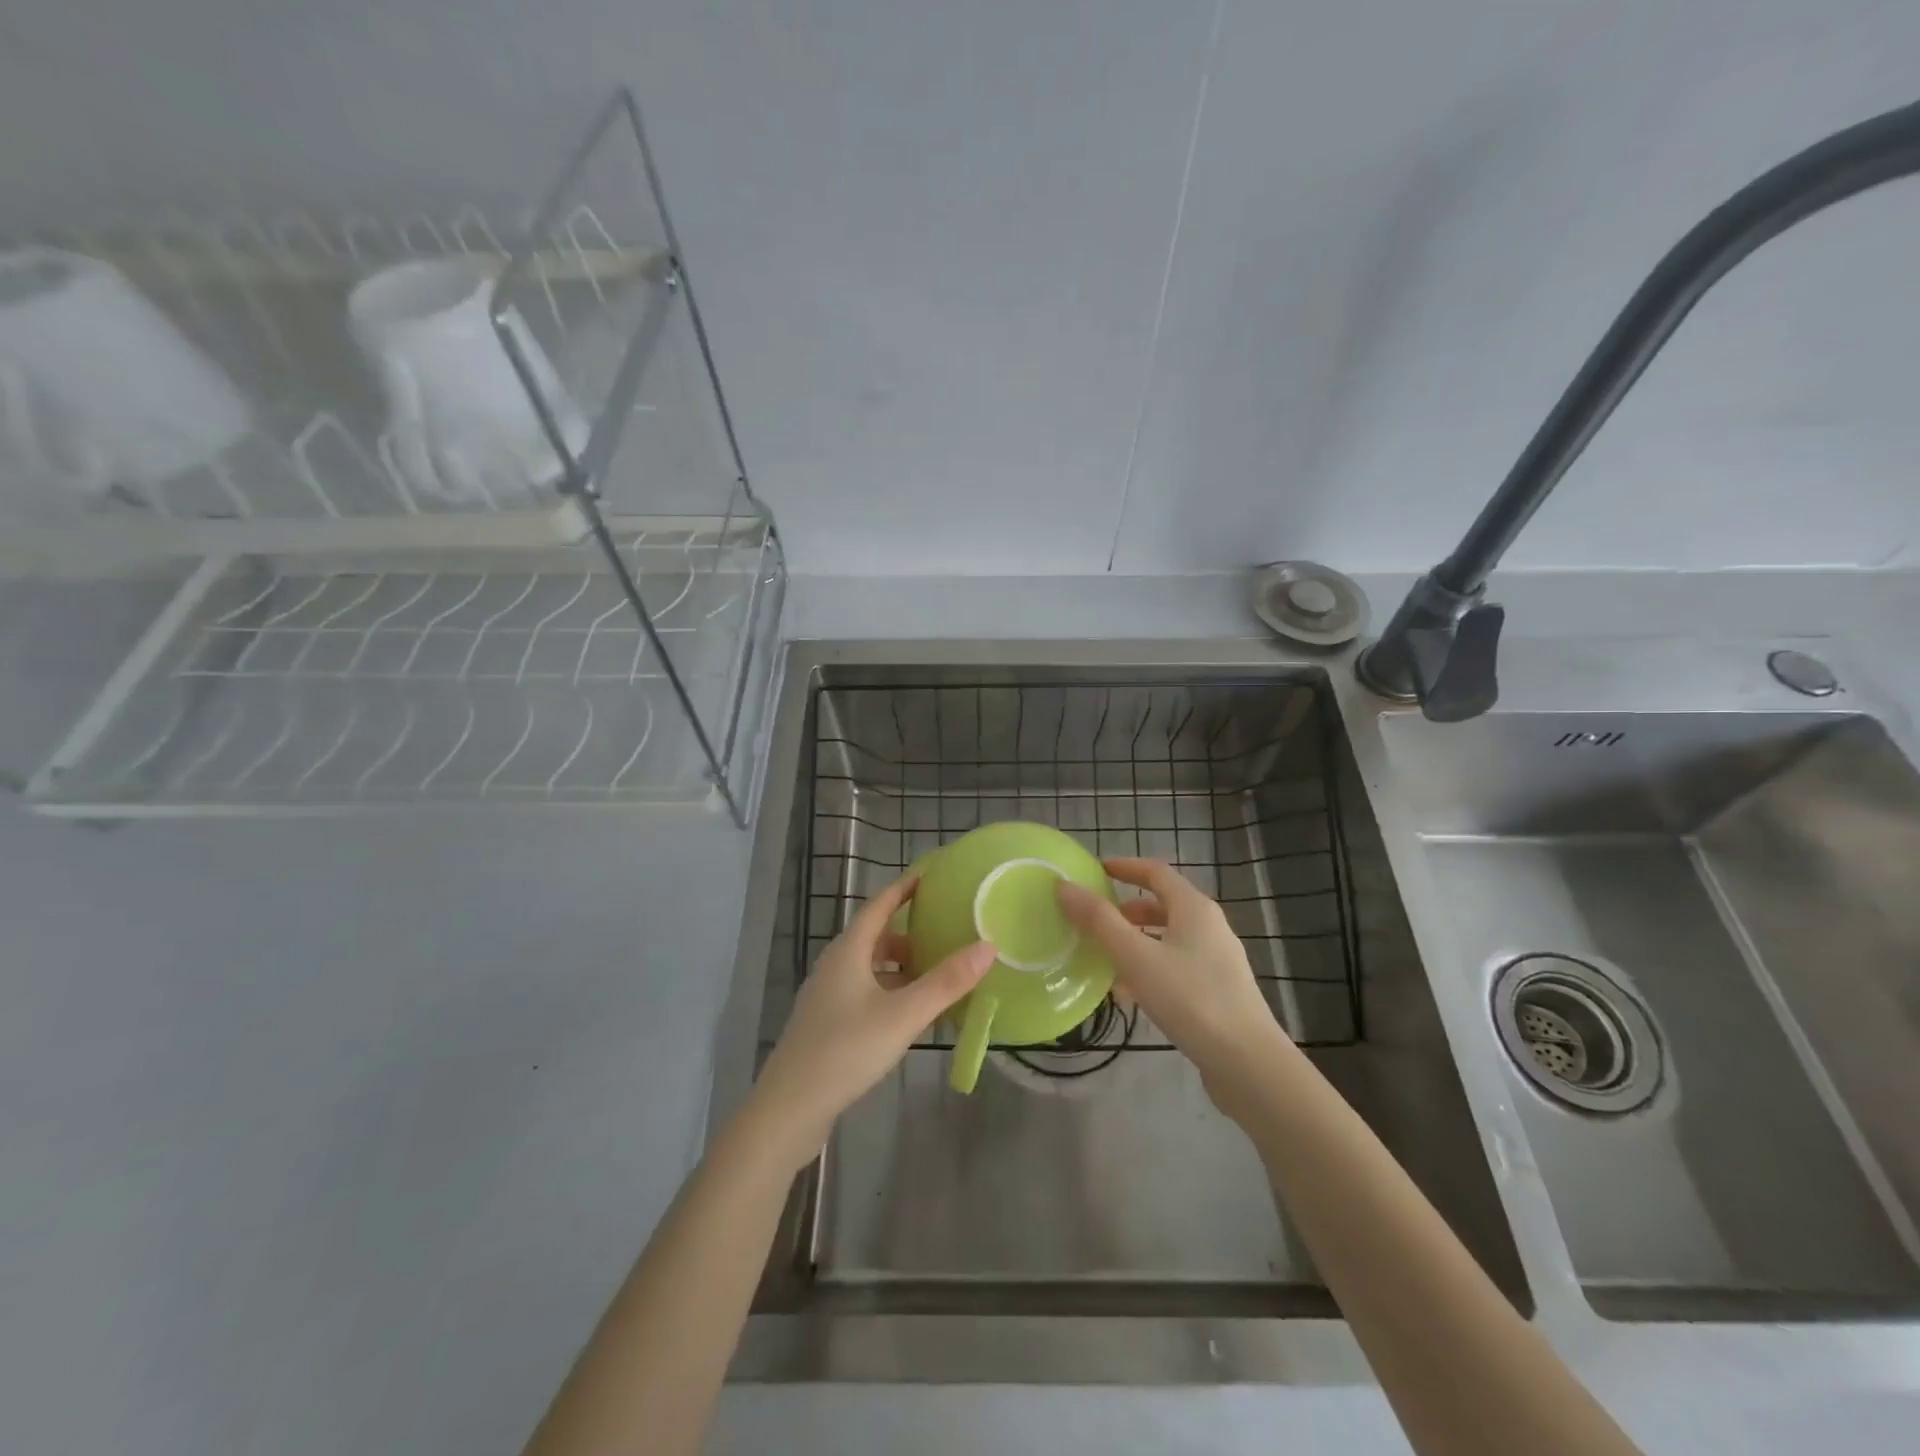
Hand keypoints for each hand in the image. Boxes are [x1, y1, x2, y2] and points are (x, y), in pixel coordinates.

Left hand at [749, 875, 994, 1166]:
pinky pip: (866, 993)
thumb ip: (946, 982)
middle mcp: (835, 965)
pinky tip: (911, 1015)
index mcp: (849, 951)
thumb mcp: (903, 1015)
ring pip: (872, 968)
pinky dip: (892, 993)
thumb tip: (987, 945)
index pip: (880, 904)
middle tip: (947, 934)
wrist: (790, 1108)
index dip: (905, 888)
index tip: (932, 875)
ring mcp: (828, 996)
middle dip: (911, 933)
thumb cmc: (846, 1050)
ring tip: (938, 977)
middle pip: (876, 936)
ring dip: (902, 967)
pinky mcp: (828, 1024)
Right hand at [1057, 858, 1287, 1117]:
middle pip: (1163, 905)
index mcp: (1194, 908)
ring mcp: (1217, 960)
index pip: (1156, 872)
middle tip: (1094, 919)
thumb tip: (1064, 886)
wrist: (1248, 1063)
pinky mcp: (1218, 990)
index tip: (1096, 871)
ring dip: (1136, 942)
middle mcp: (1209, 926)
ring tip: (1105, 959)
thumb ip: (1099, 921)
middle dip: (1126, 910)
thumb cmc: (1190, 999)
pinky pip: (1176, 966)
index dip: (1125, 867)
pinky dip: (1150, 969)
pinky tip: (1130, 995)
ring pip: (1168, 939)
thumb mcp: (1136, 957)